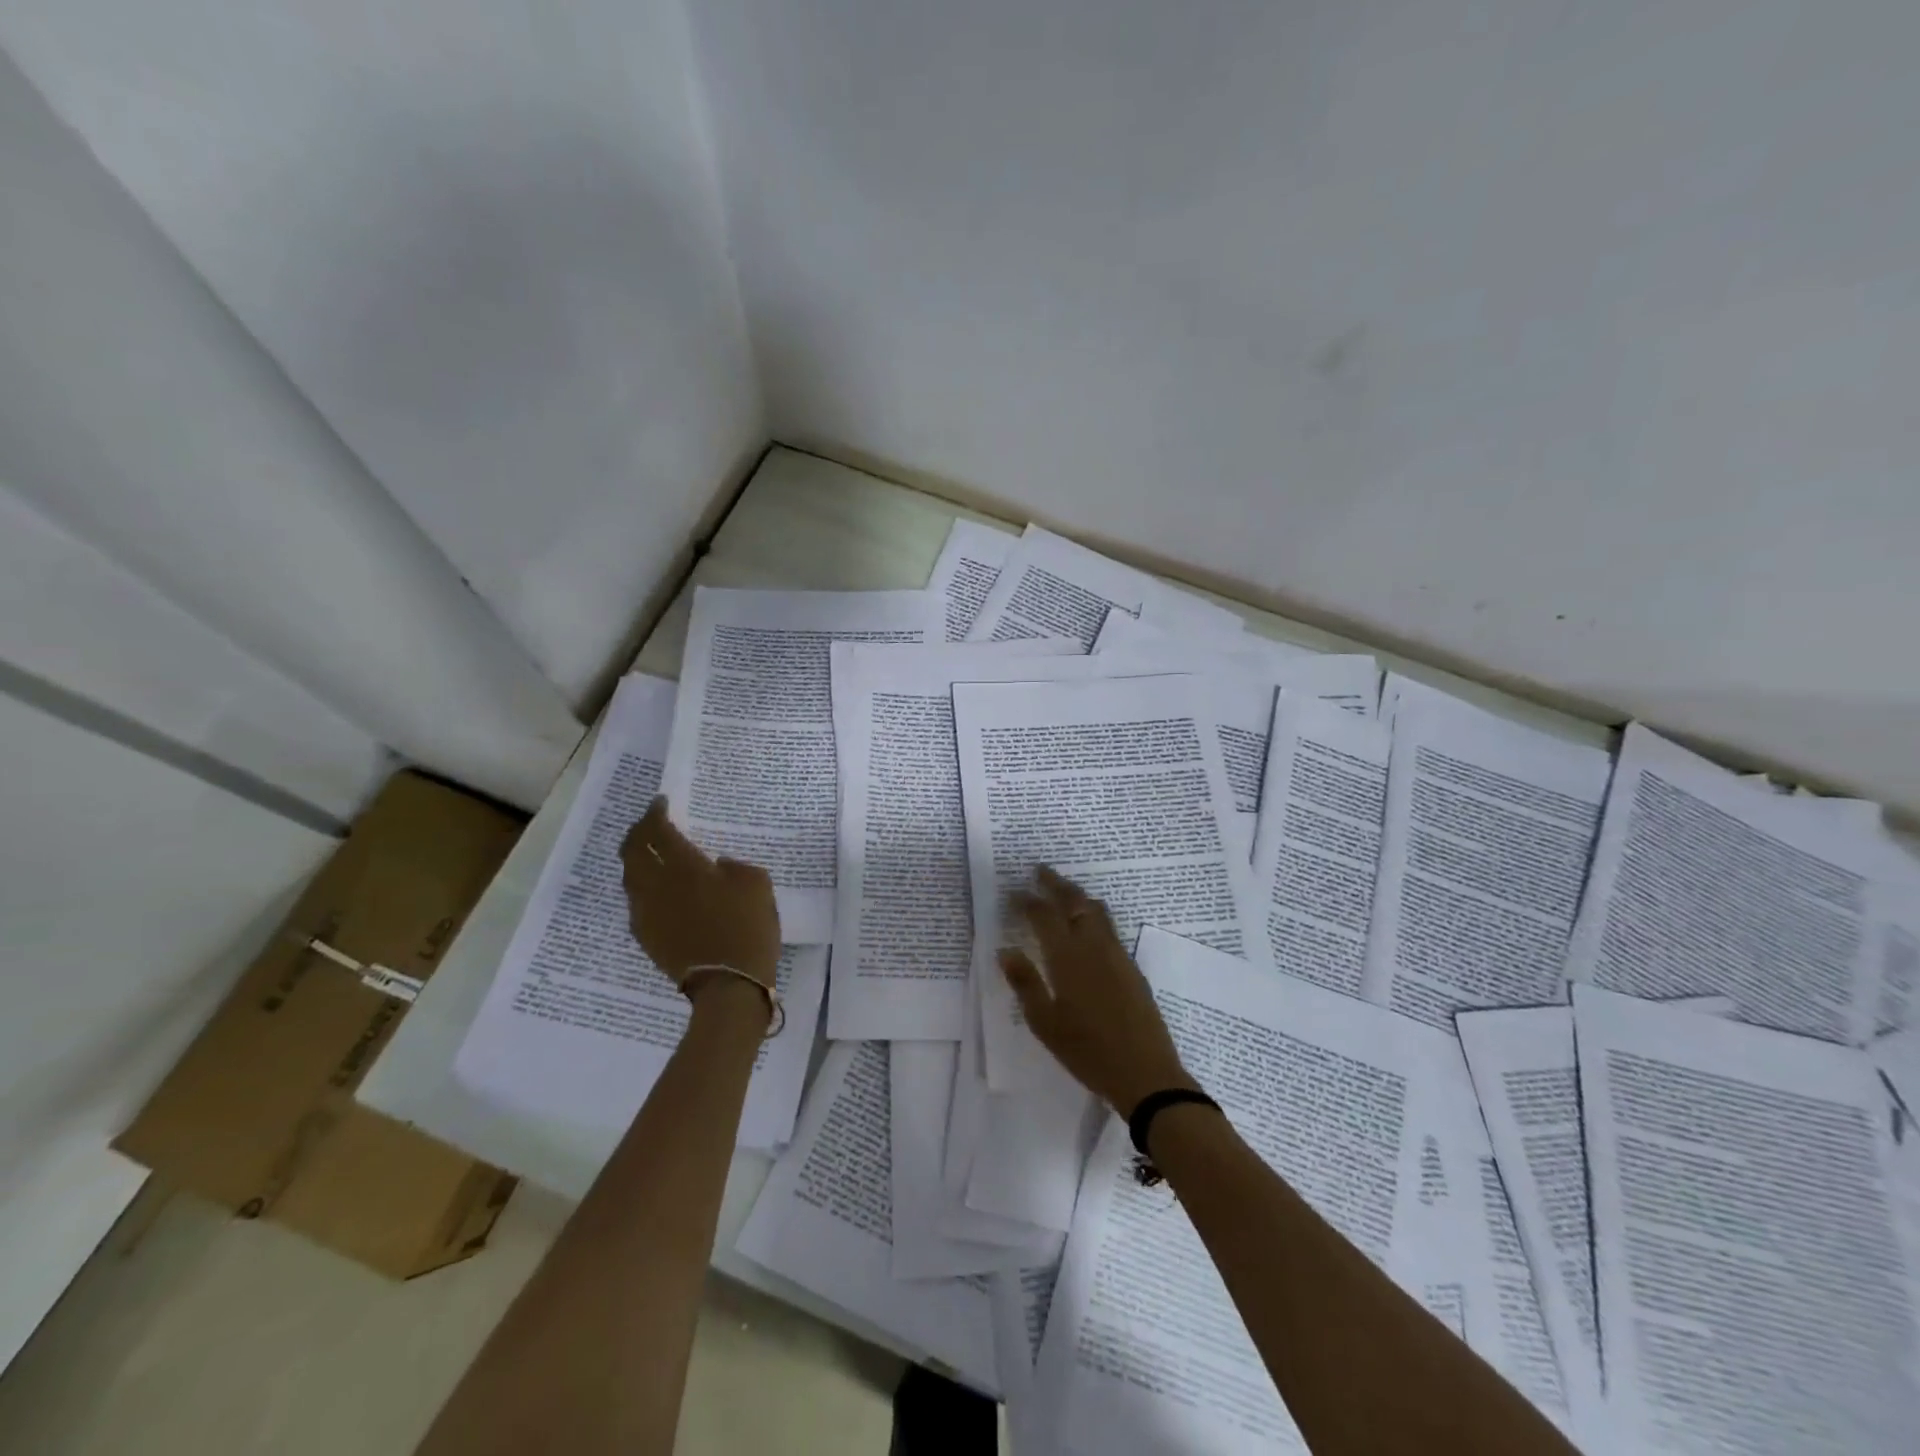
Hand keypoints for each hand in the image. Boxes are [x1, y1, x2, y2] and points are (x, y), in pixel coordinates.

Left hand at [620, 796, 779, 996]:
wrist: (729, 984)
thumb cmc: (748, 927)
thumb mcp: (757, 883)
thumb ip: (734, 866)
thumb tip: (715, 865)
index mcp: (685, 867)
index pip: (658, 831)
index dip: (656, 813)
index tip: (661, 803)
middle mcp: (657, 885)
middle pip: (632, 850)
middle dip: (638, 831)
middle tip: (650, 824)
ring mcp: (646, 912)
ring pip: (629, 876)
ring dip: (636, 858)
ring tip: (649, 853)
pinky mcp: (646, 935)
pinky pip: (636, 901)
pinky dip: (642, 886)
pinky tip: (656, 889)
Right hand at [998, 866, 1197, 1116]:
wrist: (1145, 1073)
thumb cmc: (1087, 1051)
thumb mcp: (1045, 1023)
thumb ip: (1025, 983)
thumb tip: (1005, 951)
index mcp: (1068, 957)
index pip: (1044, 916)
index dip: (1027, 901)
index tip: (1013, 892)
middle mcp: (1093, 946)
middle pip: (1074, 902)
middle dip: (1055, 884)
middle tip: (1038, 871)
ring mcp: (1116, 954)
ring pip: (1095, 910)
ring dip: (1076, 895)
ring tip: (1062, 890)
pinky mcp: (1131, 966)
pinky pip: (1108, 925)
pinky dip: (1092, 913)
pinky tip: (1087, 923)